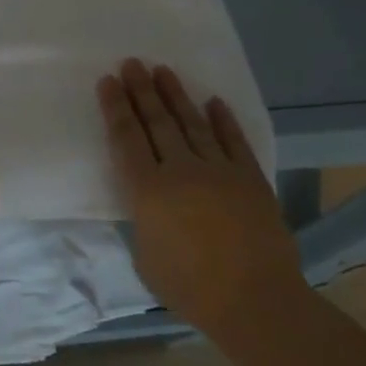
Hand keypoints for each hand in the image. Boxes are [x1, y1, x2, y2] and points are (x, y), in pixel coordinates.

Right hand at [97, 58, 302, 333]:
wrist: (257, 303)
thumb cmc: (190, 288)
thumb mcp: (145, 255)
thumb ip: (143, 219)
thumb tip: (147, 201)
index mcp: (148, 191)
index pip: (126, 138)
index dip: (115, 108)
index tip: (108, 81)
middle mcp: (181, 171)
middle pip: (157, 122)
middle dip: (141, 91)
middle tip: (132, 63)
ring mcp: (219, 171)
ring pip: (192, 124)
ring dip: (176, 95)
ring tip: (163, 70)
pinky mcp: (251, 179)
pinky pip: (234, 142)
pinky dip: (223, 121)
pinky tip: (214, 102)